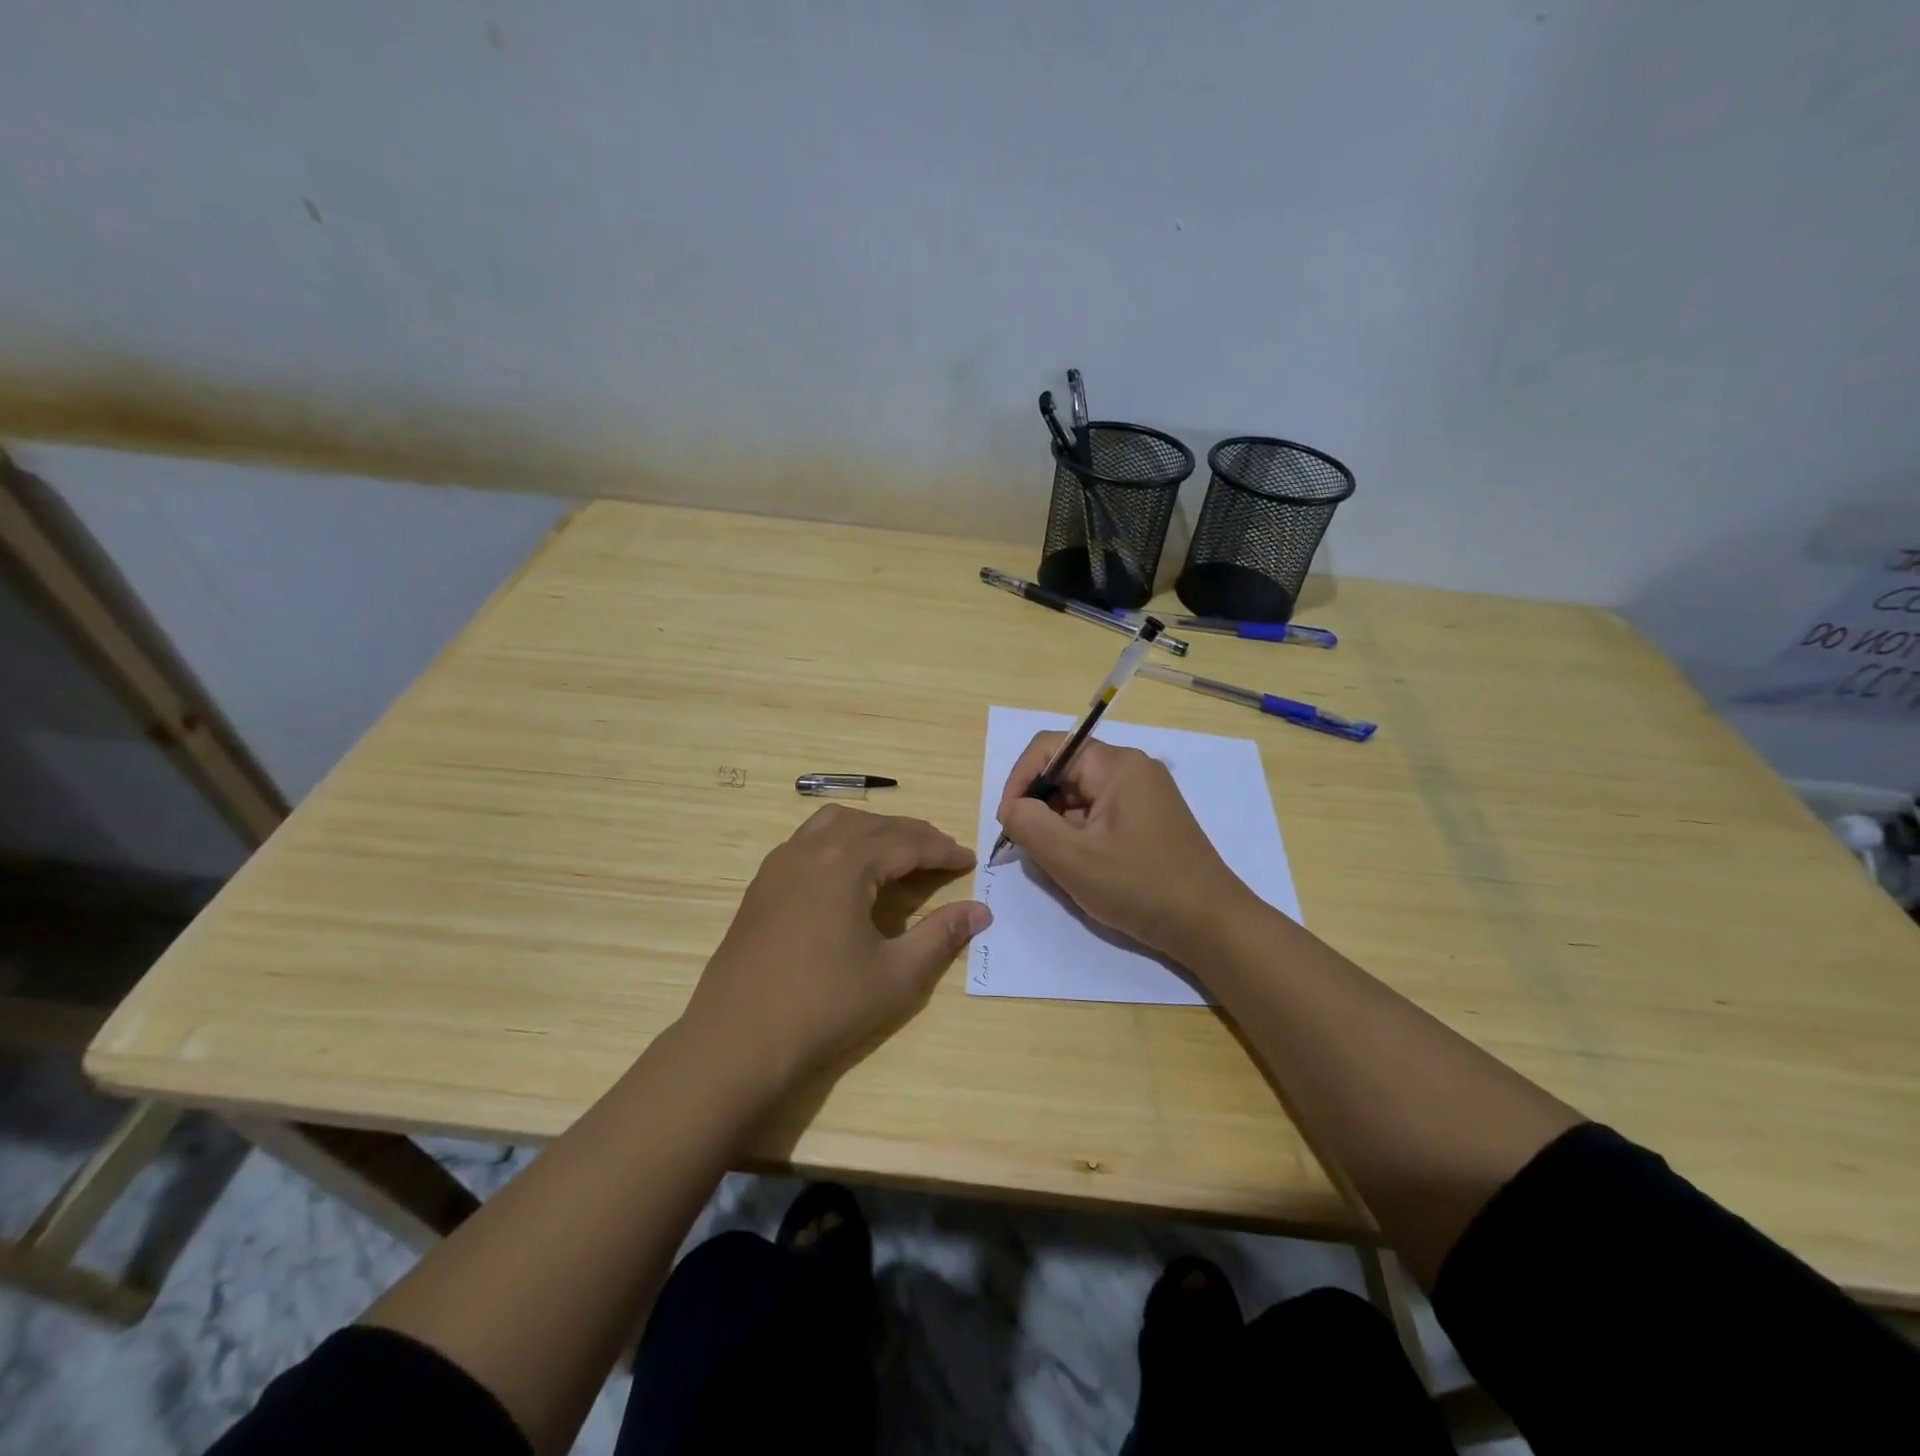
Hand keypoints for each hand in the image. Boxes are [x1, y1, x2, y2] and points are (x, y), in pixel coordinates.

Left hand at [680, 805, 989, 1094]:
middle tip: (943, 856)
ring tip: (899, 854)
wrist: (737, 1041)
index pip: (906, 842)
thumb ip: (941, 935)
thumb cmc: (824, 1007)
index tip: (969, 860)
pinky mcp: (762, 884)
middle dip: (913, 835)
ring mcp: (780, 863)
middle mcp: (811, 849)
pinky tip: (849, 872)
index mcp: (846, 862)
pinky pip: (809, 840)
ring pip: (836, 823)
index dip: (942, 850)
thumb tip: (980, 911)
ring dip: (874, 831)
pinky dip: (840, 841)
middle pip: (873, 825)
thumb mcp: (896, 975)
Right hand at [996, 732, 1254, 960]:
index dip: (1018, 780)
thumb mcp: (1071, 858)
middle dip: (1039, 808)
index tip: (1009, 822)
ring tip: (1060, 867)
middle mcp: (1132, 770)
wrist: (1210, 925)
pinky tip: (1084, 871)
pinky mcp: (1149, 821)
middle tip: (1032, 851)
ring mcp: (1144, 795)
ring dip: (1059, 827)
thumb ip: (1028, 824)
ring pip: (1080, 798)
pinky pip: (1100, 816)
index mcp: (1116, 765)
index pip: (1048, 748)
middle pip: (1065, 772)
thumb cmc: (1139, 886)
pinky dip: (1081, 838)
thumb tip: (1012, 808)